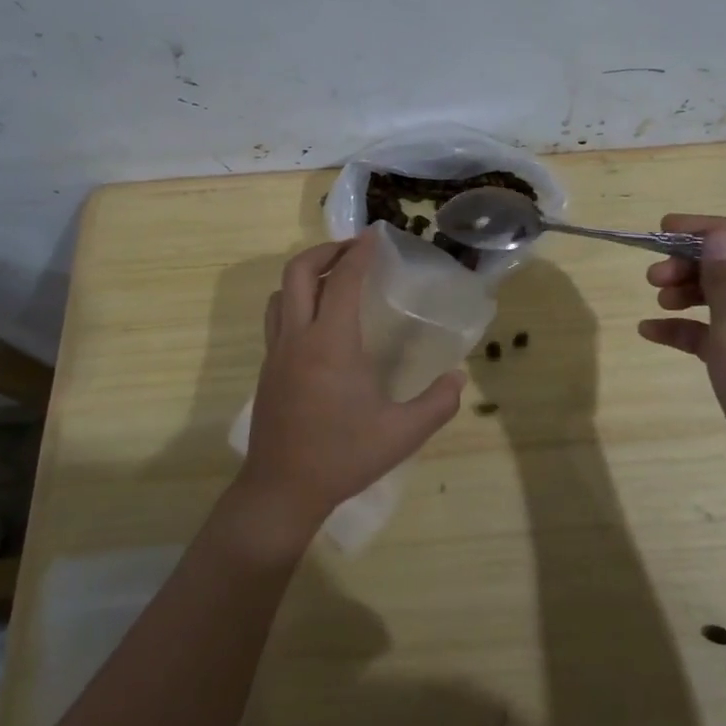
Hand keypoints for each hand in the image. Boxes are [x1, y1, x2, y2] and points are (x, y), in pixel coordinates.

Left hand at [238, 231, 465, 544]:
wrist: (282, 490)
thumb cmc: (343, 457)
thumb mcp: (402, 433)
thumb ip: (437, 403)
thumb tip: (458, 378)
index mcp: (331, 344)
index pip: (345, 280)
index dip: (361, 252)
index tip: (375, 235)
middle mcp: (298, 338)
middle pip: (300, 271)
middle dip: (327, 250)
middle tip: (354, 250)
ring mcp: (276, 352)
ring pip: (281, 293)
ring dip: (307, 274)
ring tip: (335, 279)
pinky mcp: (267, 369)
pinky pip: (277, 317)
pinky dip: (297, 301)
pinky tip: (319, 322)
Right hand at [638, 215, 725, 488]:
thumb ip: (725, 278)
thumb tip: (716, 235)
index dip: (710, 228)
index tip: (666, 228)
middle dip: (693, 265)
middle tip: (654, 273)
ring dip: (688, 292)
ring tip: (655, 297)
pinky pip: (719, 330)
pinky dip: (689, 328)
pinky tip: (650, 330)